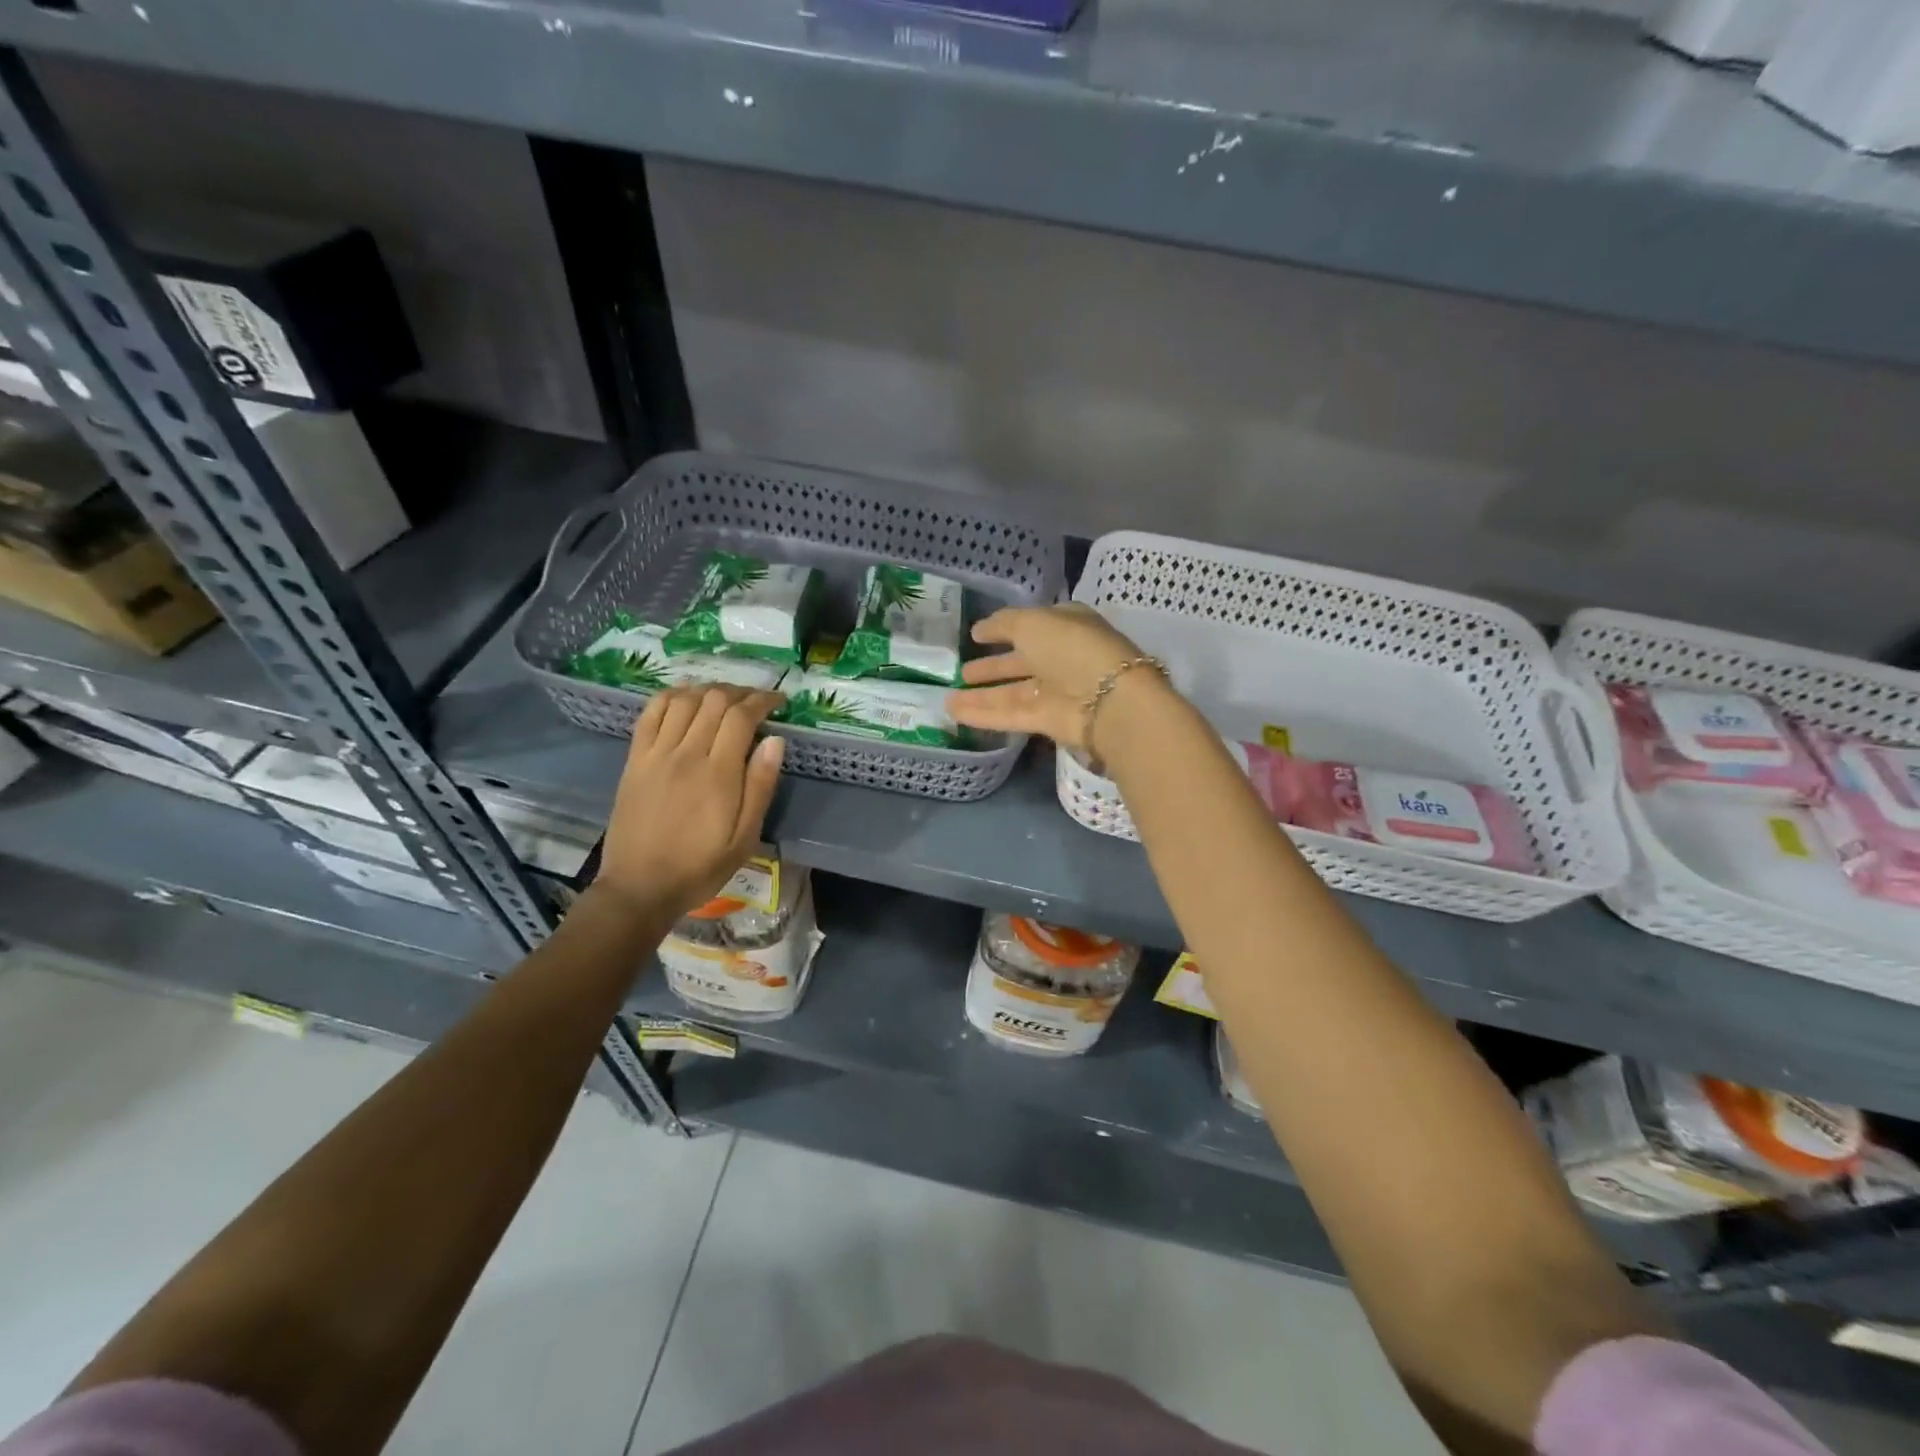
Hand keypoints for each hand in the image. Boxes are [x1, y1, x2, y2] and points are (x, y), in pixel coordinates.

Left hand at [596, 685, 786, 919]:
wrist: (640, 887)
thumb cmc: (700, 867)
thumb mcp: (744, 838)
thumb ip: (760, 786)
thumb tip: (775, 741)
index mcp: (718, 774)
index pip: (742, 717)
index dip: (762, 700)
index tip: (778, 701)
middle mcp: (686, 754)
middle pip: (714, 701)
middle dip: (740, 692)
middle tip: (755, 700)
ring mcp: (656, 754)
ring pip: (684, 700)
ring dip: (708, 690)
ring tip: (724, 698)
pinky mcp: (635, 759)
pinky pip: (651, 713)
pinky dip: (671, 697)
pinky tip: (685, 698)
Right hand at [946, 604, 1164, 754]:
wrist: (1109, 699)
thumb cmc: (1072, 647)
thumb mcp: (1033, 622)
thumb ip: (1004, 623)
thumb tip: (981, 628)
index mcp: (1066, 625)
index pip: (1032, 625)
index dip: (1004, 629)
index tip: (977, 635)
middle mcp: (1062, 657)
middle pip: (1021, 661)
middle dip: (994, 666)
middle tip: (963, 671)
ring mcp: (1057, 691)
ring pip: (1013, 692)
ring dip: (982, 695)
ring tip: (948, 698)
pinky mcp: (1050, 720)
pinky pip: (1011, 714)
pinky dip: (985, 713)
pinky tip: (955, 712)